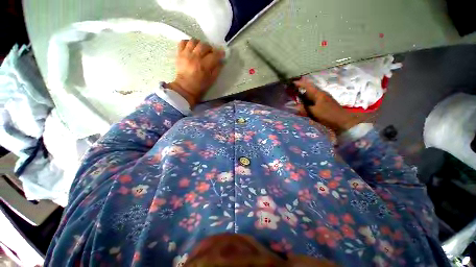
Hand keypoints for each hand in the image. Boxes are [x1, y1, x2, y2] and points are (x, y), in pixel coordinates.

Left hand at [168, 39, 224, 107]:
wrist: (185, 88)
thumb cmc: (200, 86)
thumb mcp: (212, 80)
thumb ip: (217, 70)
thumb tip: (221, 61)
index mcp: (204, 66)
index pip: (214, 55)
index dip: (220, 53)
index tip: (222, 54)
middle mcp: (195, 58)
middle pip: (204, 45)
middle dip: (210, 48)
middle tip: (211, 53)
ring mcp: (186, 54)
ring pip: (194, 41)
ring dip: (200, 43)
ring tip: (201, 49)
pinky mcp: (179, 54)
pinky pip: (183, 42)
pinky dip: (188, 43)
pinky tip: (192, 48)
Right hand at [294, 78, 364, 134]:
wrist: (342, 121)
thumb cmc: (328, 114)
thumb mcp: (314, 112)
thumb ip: (304, 108)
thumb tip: (294, 107)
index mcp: (318, 94)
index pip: (308, 86)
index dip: (300, 84)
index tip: (292, 82)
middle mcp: (320, 95)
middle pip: (308, 90)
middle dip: (300, 90)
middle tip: (291, 91)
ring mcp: (322, 100)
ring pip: (310, 96)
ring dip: (303, 97)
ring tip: (295, 98)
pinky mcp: (323, 105)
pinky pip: (312, 102)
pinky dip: (306, 102)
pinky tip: (303, 106)